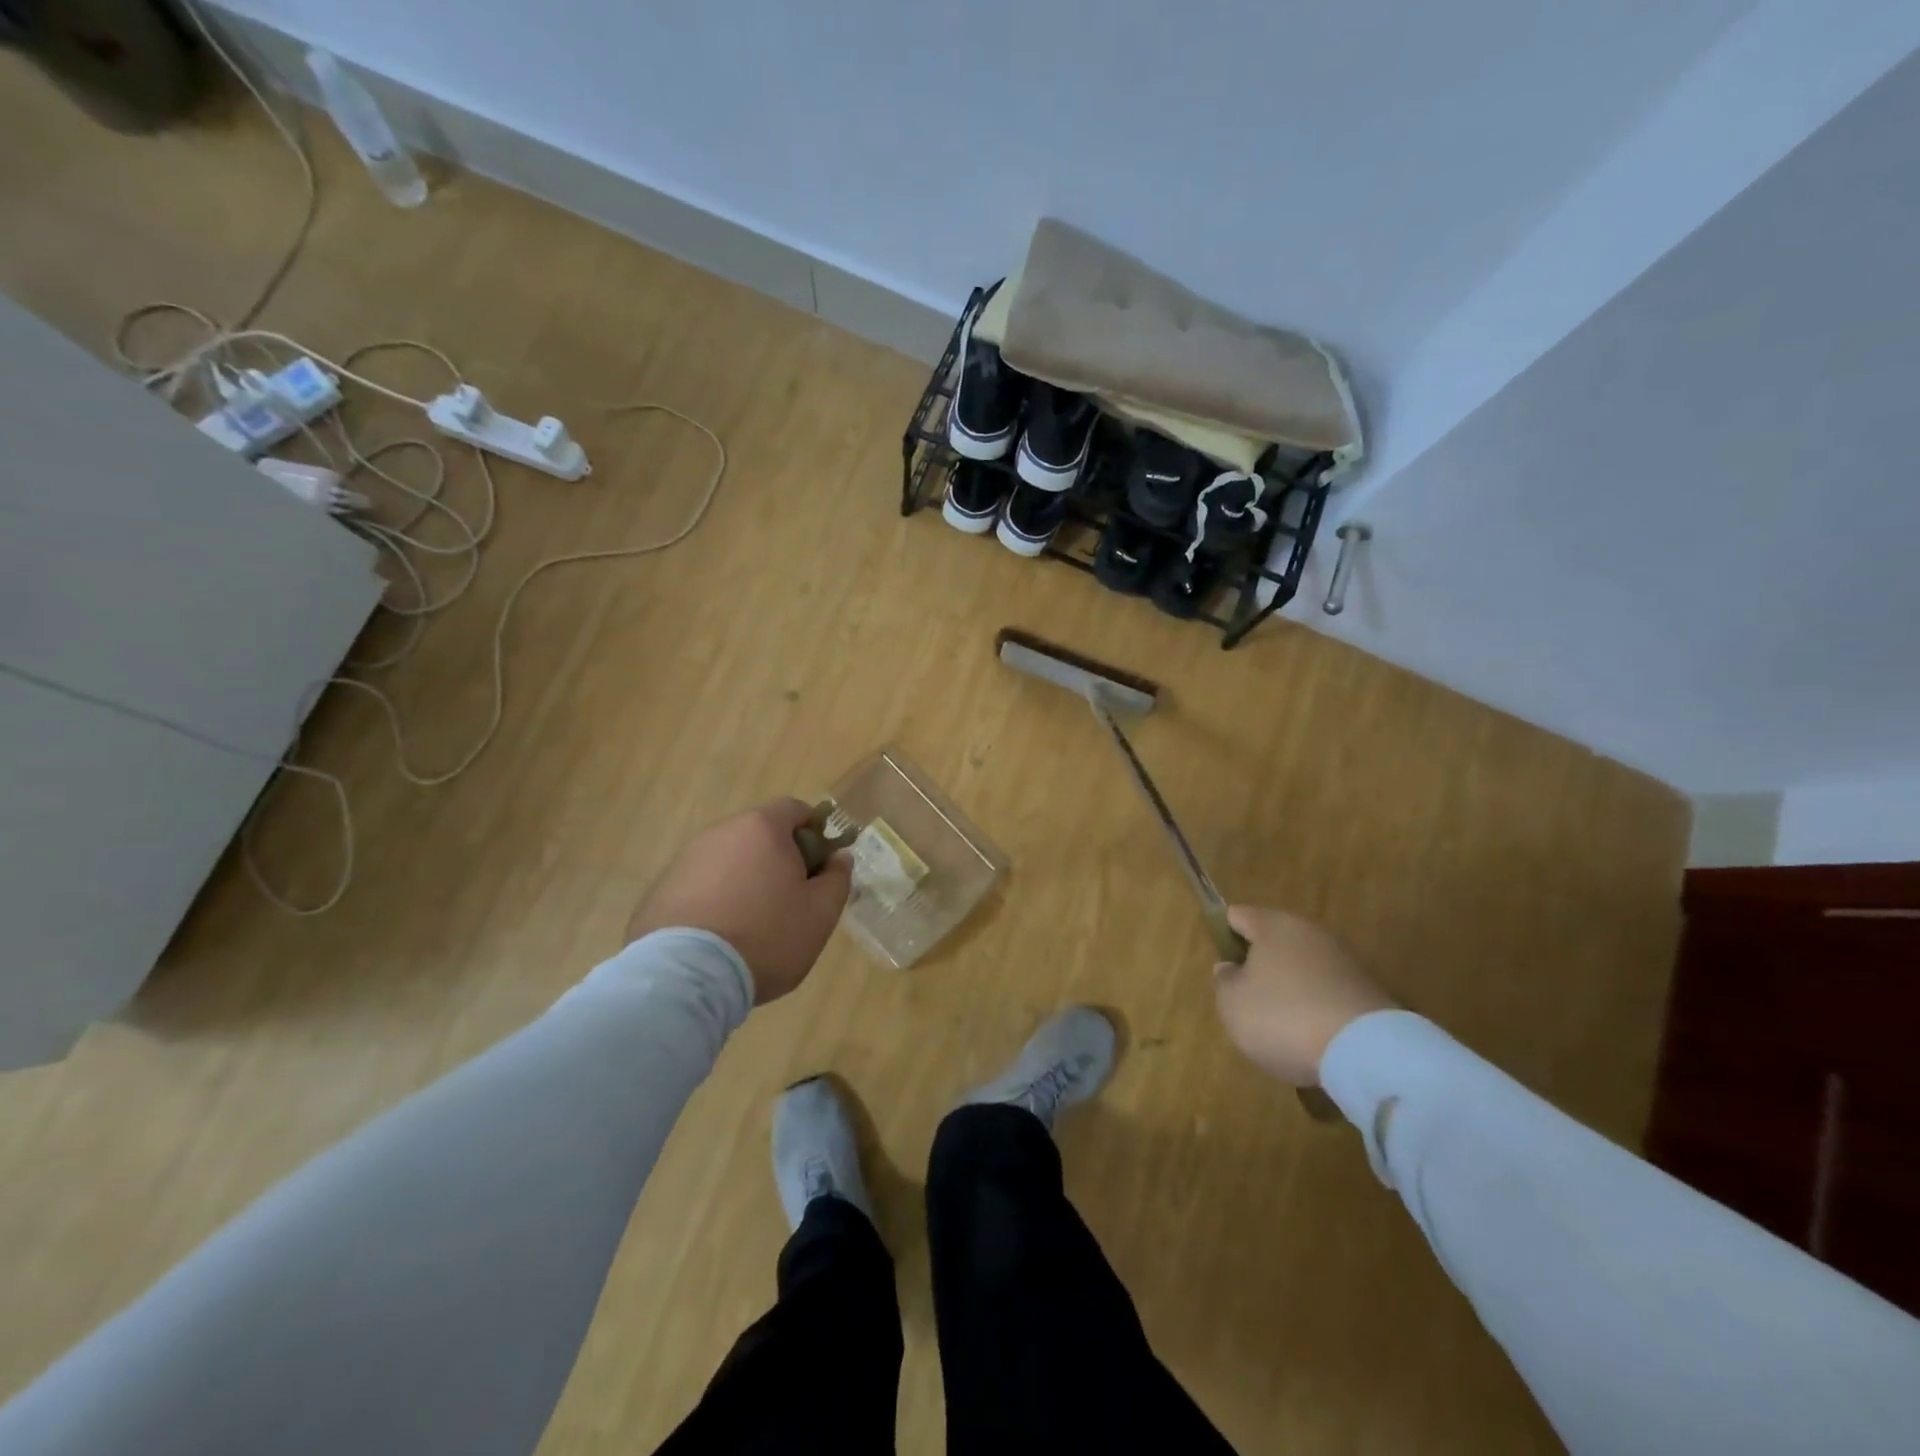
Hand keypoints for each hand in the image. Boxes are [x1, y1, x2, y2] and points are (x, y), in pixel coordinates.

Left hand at [625, 799, 851, 1003]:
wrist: (687, 977)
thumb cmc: (767, 937)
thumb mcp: (821, 914)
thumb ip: (837, 878)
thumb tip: (839, 856)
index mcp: (762, 829)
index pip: (794, 809)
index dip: (812, 832)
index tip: (817, 867)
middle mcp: (720, 833)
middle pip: (758, 835)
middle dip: (777, 859)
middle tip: (788, 902)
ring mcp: (685, 860)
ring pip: (727, 861)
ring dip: (743, 881)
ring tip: (750, 926)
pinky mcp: (659, 890)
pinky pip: (698, 886)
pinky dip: (712, 902)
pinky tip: (717, 939)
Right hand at [1213, 906, 1396, 1085]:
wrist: (1367, 1053)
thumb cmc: (1283, 1017)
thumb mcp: (1232, 1003)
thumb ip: (1224, 980)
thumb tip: (1231, 967)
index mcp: (1274, 925)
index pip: (1237, 916)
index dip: (1224, 936)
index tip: (1223, 967)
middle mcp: (1311, 932)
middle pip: (1275, 941)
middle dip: (1260, 964)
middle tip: (1248, 998)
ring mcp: (1345, 960)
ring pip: (1304, 967)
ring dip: (1291, 987)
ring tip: (1281, 1024)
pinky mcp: (1370, 991)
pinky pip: (1328, 992)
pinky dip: (1317, 1008)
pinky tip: (1312, 1036)